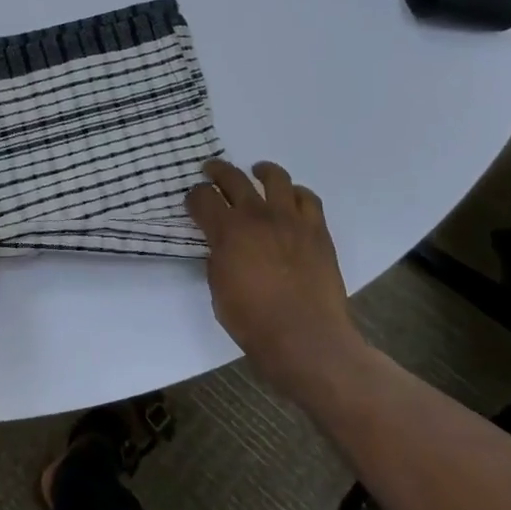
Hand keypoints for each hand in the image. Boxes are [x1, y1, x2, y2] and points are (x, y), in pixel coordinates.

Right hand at [185, 160, 362, 402]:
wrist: (306, 337)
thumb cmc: (253, 321)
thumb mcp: (218, 290)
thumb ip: (217, 259)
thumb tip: (221, 246)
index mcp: (227, 231)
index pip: (202, 198)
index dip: (194, 197)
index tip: (193, 201)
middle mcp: (257, 216)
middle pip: (233, 178)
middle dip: (218, 171)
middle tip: (211, 171)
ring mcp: (291, 220)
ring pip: (276, 178)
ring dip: (262, 171)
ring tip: (257, 171)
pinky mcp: (317, 230)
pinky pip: (308, 198)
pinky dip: (297, 193)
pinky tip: (291, 198)